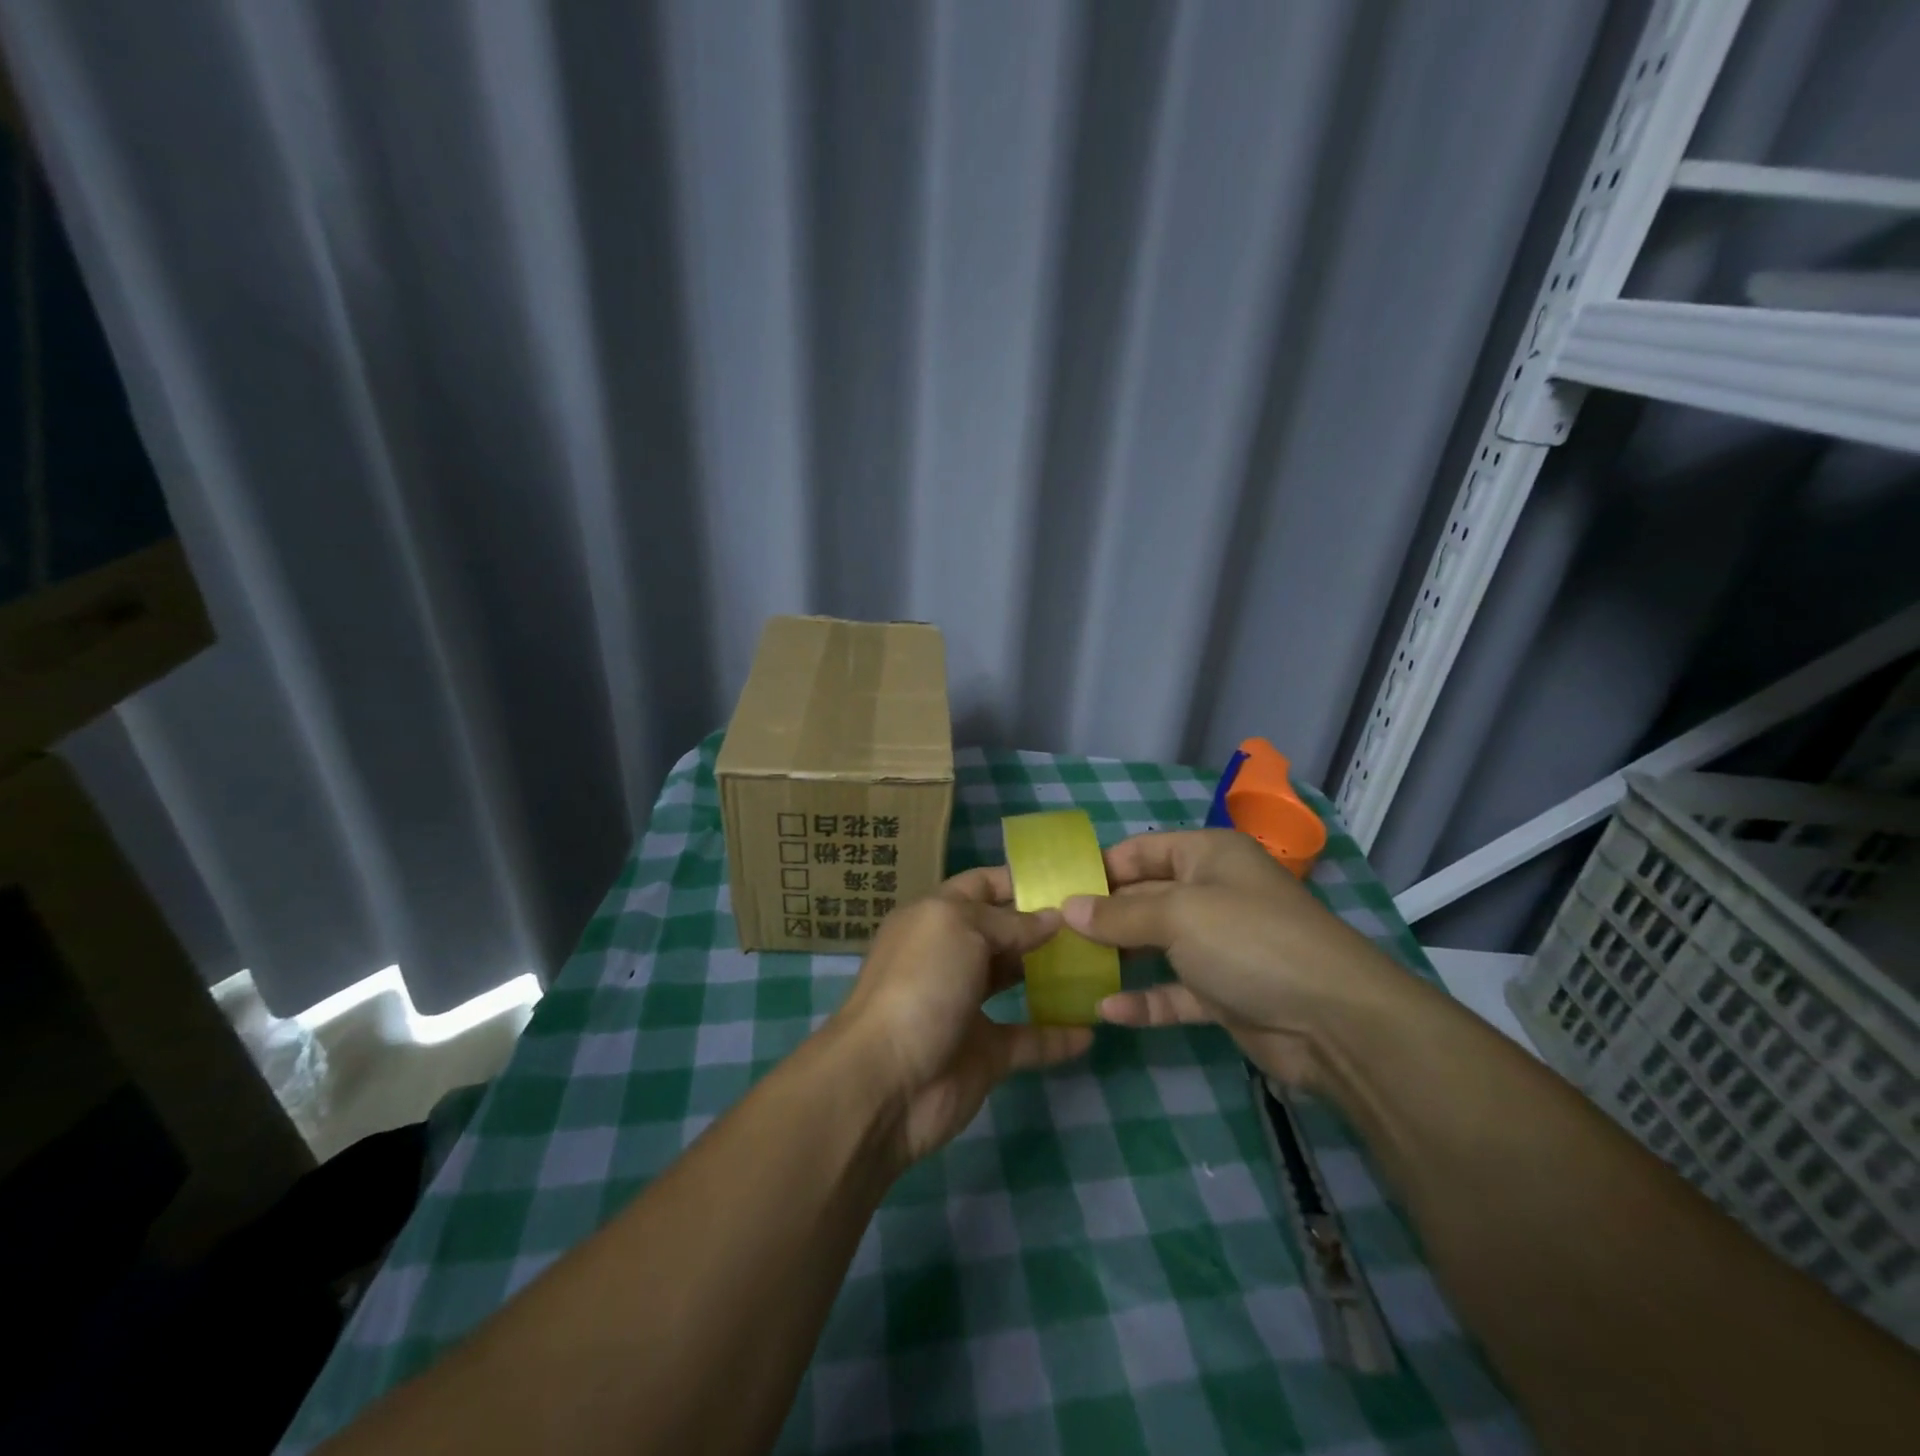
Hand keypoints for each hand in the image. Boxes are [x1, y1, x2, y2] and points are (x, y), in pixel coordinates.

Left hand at [832, 868, 1092, 1163]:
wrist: (887, 1081)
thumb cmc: (920, 984)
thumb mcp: (959, 928)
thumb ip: (1008, 921)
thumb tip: (1052, 917)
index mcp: (936, 918)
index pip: (980, 885)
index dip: (1019, 880)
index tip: (1069, 879)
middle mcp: (952, 956)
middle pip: (1004, 932)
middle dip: (1044, 925)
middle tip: (1097, 921)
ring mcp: (968, 1006)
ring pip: (1017, 981)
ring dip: (1053, 974)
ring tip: (1102, 963)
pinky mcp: (985, 1053)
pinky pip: (1029, 1040)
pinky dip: (1058, 1036)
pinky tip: (1093, 1029)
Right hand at [1060, 829, 1409, 1088]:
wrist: (1335, 1022)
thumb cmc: (1250, 941)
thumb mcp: (1178, 915)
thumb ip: (1119, 913)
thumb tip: (1068, 908)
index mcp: (1208, 856)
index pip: (1141, 851)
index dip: (1099, 868)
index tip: (1054, 890)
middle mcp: (1213, 893)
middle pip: (1144, 898)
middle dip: (1101, 915)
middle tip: (1050, 934)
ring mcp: (1220, 946)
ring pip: (1156, 946)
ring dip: (1118, 958)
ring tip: (1067, 969)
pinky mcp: (1224, 993)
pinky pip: (1174, 991)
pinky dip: (1145, 1001)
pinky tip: (1108, 1011)